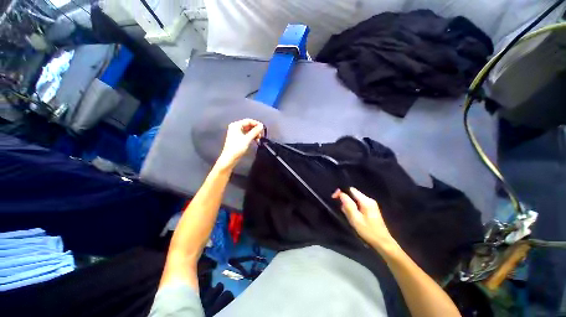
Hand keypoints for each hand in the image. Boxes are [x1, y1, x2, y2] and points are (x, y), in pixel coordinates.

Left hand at [217, 119, 263, 168]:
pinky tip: (256, 140)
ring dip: (254, 133)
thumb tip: (262, 126)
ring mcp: (236, 133)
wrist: (230, 158)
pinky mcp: (238, 138)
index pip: (248, 121)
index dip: (256, 123)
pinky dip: (251, 136)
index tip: (263, 128)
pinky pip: (246, 134)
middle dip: (255, 129)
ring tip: (259, 139)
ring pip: (248, 130)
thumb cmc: (237, 147)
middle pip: (248, 125)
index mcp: (236, 125)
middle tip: (261, 135)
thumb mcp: (247, 139)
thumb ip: (255, 131)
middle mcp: (236, 127)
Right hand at [332, 187, 398, 252]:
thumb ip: (348, 205)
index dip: (341, 192)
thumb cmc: (368, 231)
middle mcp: (369, 200)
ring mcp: (371, 204)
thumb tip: (341, 194)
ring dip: (349, 205)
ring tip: (348, 216)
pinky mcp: (370, 209)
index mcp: (366, 201)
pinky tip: (353, 217)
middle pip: (353, 194)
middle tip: (342, 210)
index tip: (334, 198)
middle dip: (345, 200)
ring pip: (355, 199)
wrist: (383, 243)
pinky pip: (358, 204)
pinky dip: (353, 208)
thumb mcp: (356, 219)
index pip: (351, 190)